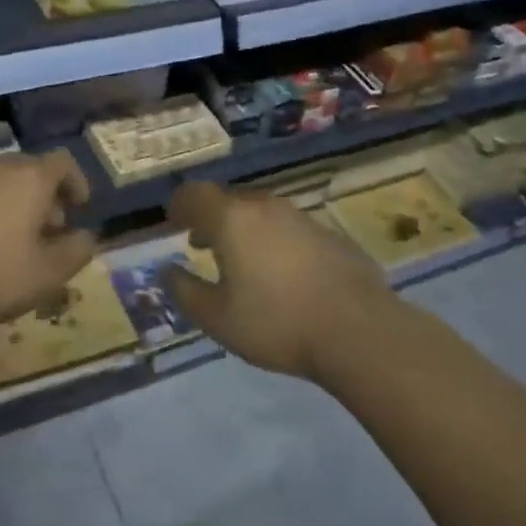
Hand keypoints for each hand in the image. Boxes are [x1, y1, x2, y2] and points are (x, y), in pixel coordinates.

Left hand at [0, 150, 96, 334]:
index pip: (62, 162)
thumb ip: (77, 249)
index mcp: (28, 178)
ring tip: (13, 237)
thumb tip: (87, 235)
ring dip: (12, 201)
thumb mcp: (49, 274)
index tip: (80, 207)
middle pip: (29, 168)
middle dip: (45, 194)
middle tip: (49, 228)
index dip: (76, 181)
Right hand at [165, 180, 392, 381]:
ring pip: (261, 212)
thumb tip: (166, 271)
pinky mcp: (330, 235)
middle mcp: (265, 207)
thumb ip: (185, 292)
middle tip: (202, 245)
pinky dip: (275, 242)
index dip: (179, 206)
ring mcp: (302, 218)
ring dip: (244, 229)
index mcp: (232, 219)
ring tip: (242, 261)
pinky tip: (283, 275)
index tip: (173, 223)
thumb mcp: (217, 318)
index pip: (194, 194)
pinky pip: (290, 229)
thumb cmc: (276, 323)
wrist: (359, 330)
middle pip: (229, 200)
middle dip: (210, 218)